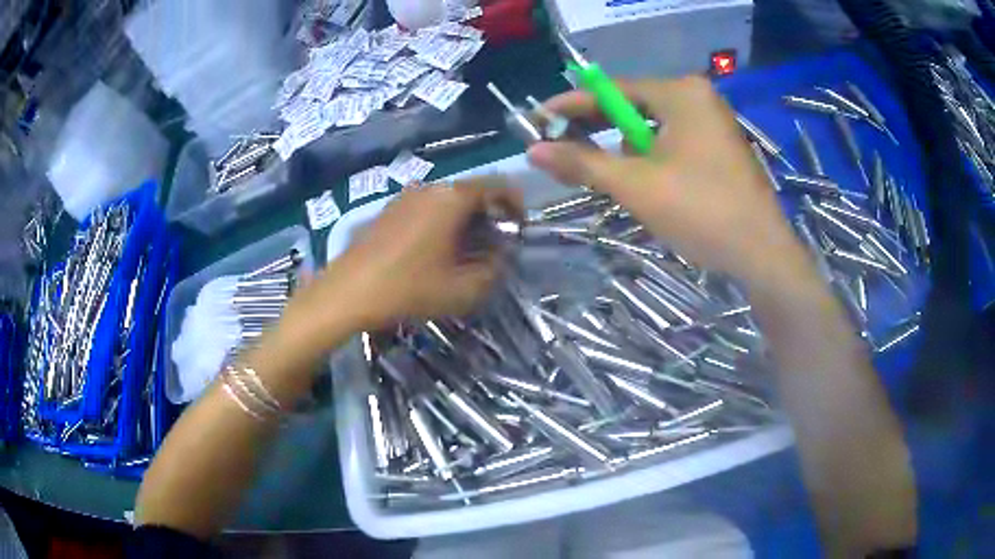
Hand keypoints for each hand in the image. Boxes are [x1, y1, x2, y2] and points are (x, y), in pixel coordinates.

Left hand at [287, 180, 522, 340]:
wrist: (347, 292)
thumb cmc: (409, 288)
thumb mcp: (462, 289)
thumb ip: (493, 270)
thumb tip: (502, 255)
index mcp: (452, 198)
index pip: (499, 185)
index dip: (516, 204)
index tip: (519, 230)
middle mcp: (431, 187)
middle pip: (473, 191)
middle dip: (491, 216)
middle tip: (494, 247)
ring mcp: (407, 196)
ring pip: (449, 200)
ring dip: (466, 220)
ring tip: (466, 253)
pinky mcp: (390, 209)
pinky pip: (428, 207)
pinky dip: (443, 222)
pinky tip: (436, 252)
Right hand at [528, 77, 813, 287]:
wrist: (762, 254)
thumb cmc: (700, 211)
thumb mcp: (635, 185)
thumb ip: (582, 162)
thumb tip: (533, 151)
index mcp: (680, 93)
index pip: (612, 91)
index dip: (571, 105)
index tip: (537, 118)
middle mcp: (698, 98)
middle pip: (633, 107)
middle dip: (599, 131)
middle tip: (562, 149)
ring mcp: (713, 123)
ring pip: (653, 129)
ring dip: (627, 152)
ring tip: (609, 178)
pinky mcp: (720, 148)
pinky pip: (673, 144)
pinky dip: (651, 160)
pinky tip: (643, 184)